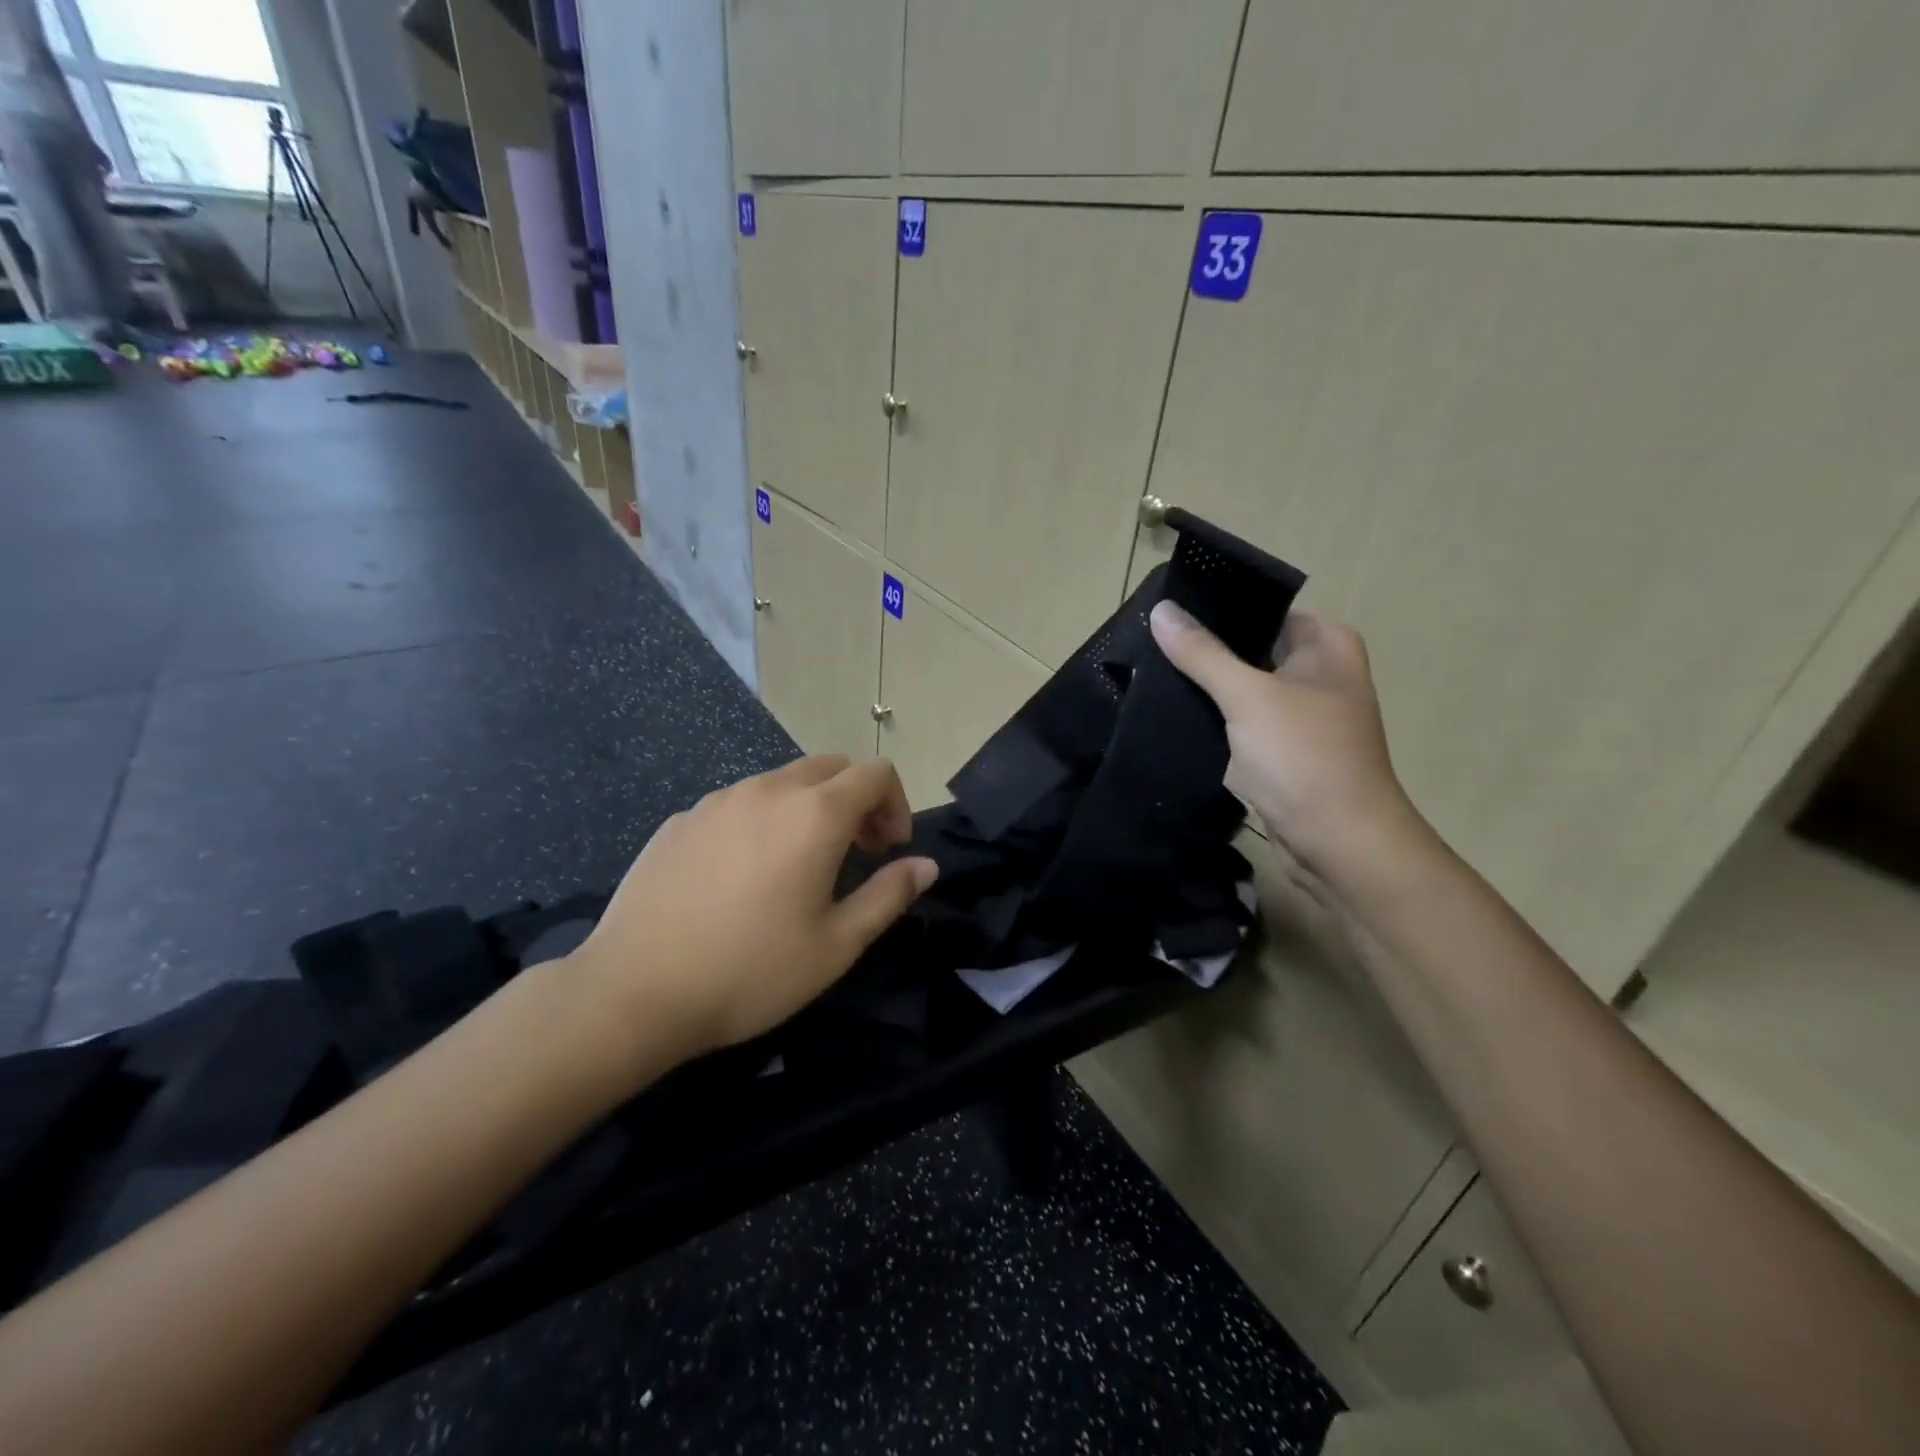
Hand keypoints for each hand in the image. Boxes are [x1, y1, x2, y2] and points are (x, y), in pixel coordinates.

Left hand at [567, 756, 937, 1073]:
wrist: (633, 992)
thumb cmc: (751, 972)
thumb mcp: (836, 944)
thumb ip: (889, 895)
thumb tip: (926, 865)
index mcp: (814, 814)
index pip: (876, 773)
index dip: (896, 804)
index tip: (890, 851)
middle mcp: (768, 790)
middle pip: (831, 768)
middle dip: (857, 801)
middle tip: (857, 854)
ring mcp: (717, 801)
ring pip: (782, 782)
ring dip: (809, 809)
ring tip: (799, 867)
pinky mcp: (681, 820)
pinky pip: (738, 804)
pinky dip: (761, 821)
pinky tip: (741, 877)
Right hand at [1150, 600, 1419, 873]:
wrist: (1339, 844)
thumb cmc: (1303, 758)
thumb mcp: (1248, 697)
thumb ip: (1202, 653)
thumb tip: (1161, 609)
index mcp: (1325, 644)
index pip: (1261, 608)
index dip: (1215, 607)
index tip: (1165, 608)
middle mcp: (1318, 671)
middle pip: (1249, 647)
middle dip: (1202, 647)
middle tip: (1146, 639)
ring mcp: (1300, 713)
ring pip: (1241, 686)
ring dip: (1204, 685)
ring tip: (1147, 669)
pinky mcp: (1282, 748)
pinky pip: (1240, 721)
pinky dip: (1212, 718)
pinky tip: (1170, 711)